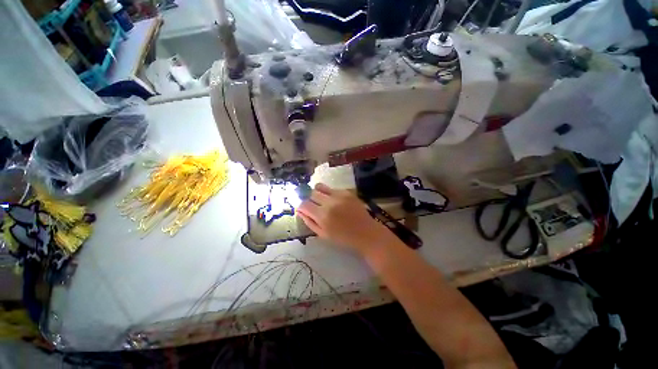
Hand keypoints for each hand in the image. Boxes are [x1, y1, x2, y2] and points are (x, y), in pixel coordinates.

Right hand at [296, 183, 394, 255]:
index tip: (303, 209)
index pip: (303, 204)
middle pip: (311, 193)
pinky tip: (334, 201)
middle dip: (309, 199)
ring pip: (320, 187)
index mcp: (322, 216)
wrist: (366, 233)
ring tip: (322, 200)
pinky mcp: (347, 192)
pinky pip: (331, 188)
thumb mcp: (323, 234)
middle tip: (313, 205)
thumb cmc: (343, 238)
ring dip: (317, 193)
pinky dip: (329, 193)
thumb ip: (309, 221)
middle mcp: (329, 202)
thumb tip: (299, 210)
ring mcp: (339, 195)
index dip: (300, 206)